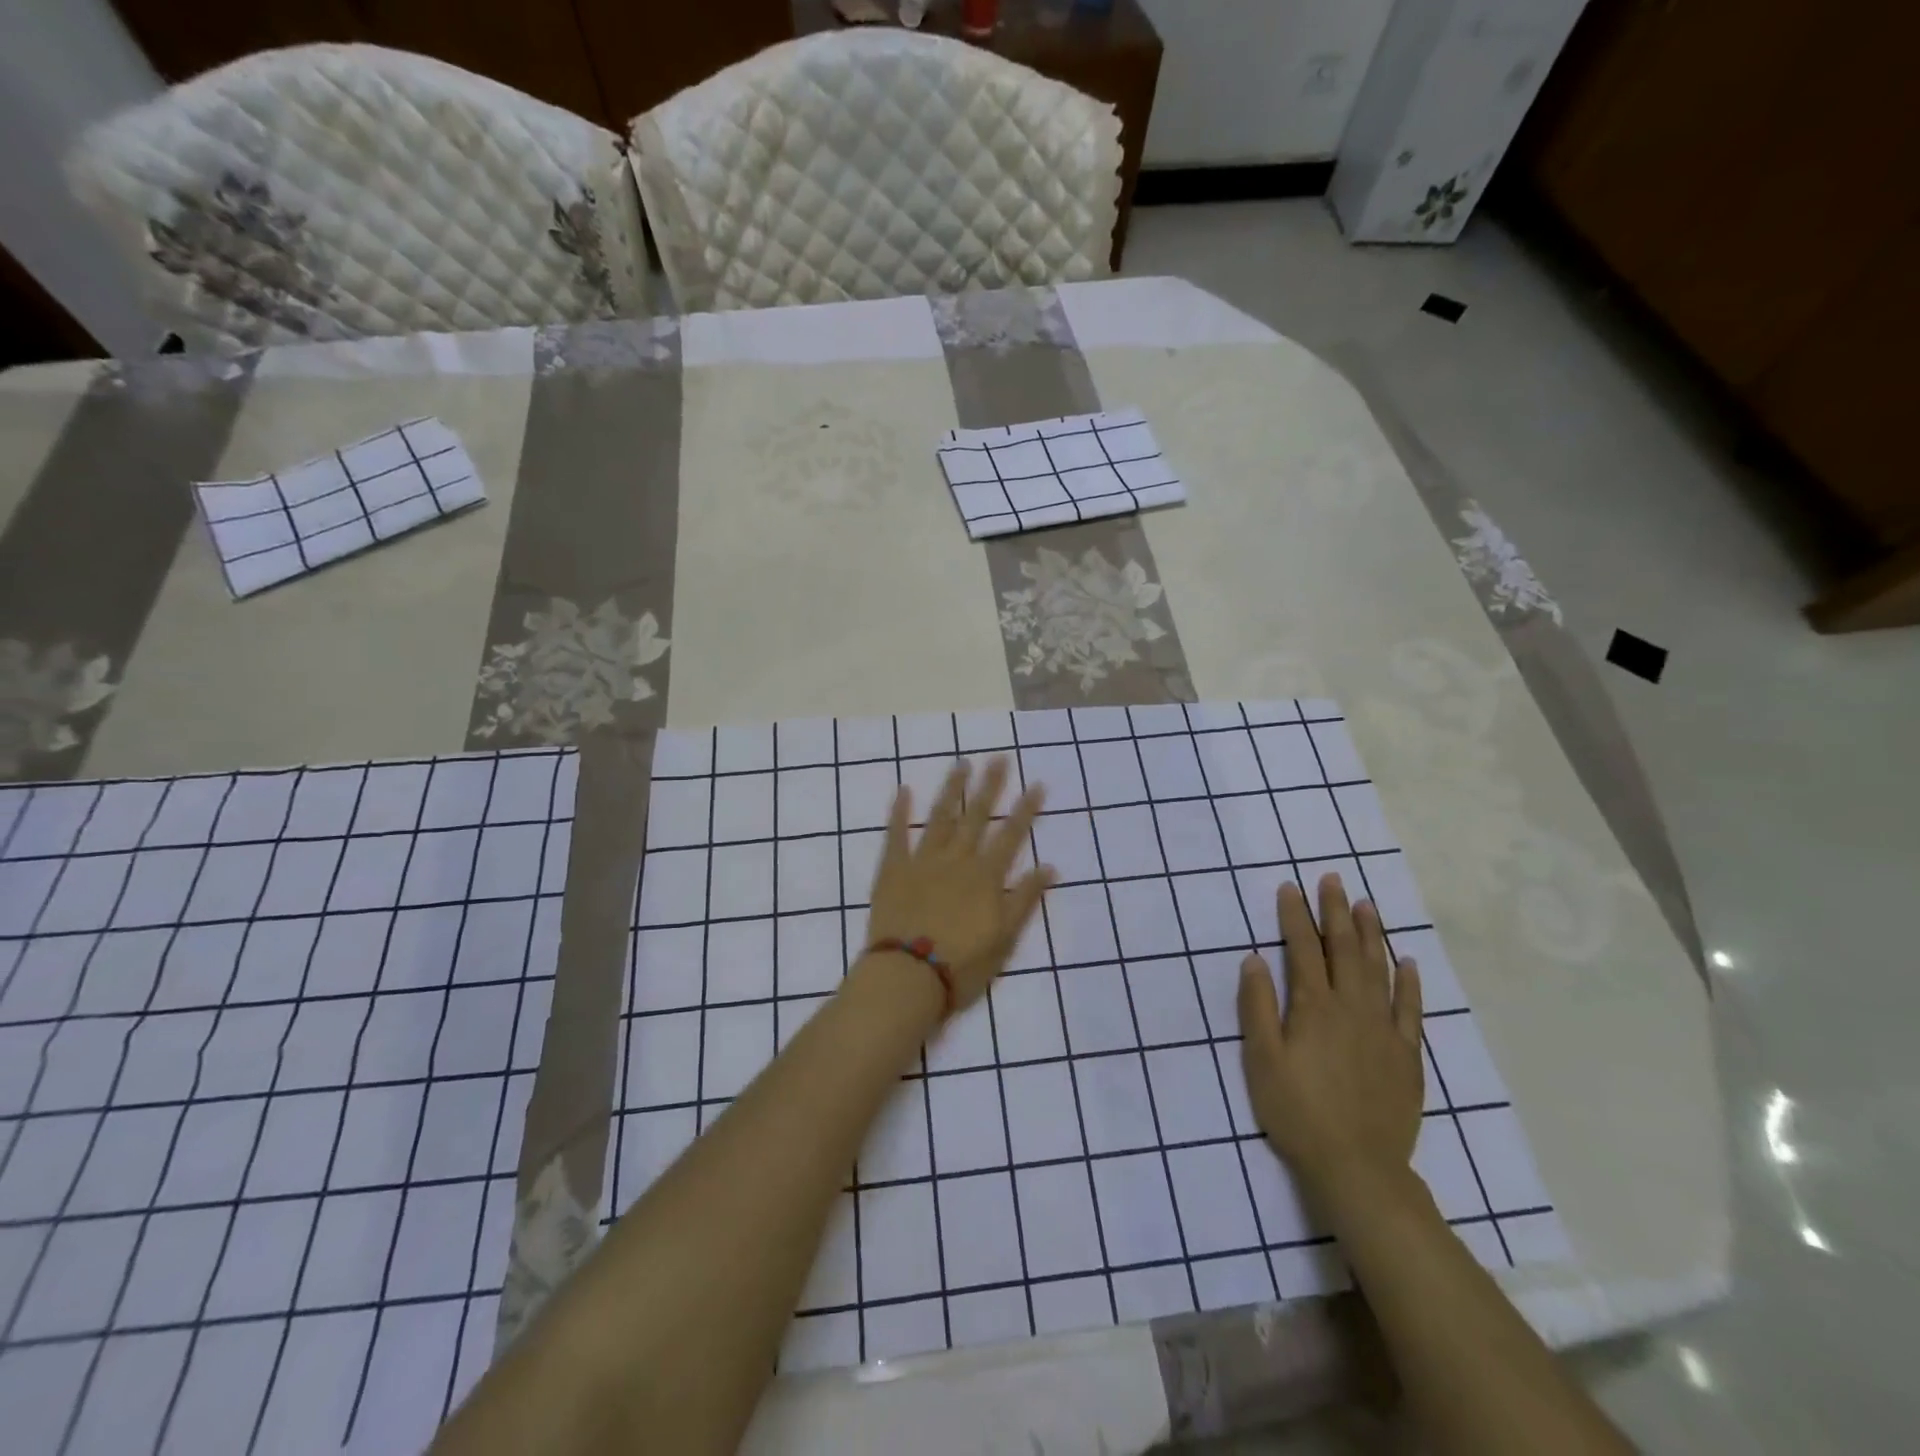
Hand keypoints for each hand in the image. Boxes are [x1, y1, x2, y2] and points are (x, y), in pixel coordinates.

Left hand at [863, 757, 1053, 1010]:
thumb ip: (1025, 900)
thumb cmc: (962, 965)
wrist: (907, 978)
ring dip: (952, 789)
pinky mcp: (893, 869)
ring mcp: (923, 861)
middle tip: (999, 758)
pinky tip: (904, 790)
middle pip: (977, 817)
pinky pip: (896, 834)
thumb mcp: (1005, 938)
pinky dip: (899, 812)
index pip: (1011, 836)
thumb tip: (1049, 867)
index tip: (1036, 784)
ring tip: (961, 764)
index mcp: (985, 877)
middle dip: (990, 786)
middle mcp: (957, 860)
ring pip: (940, 817)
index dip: (1025, 810)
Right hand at [1238, 875, 1423, 1218]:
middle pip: (1344, 949)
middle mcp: (1352, 1008)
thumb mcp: (1261, 1059)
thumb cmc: (1297, 1111)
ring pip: (1379, 969)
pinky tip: (1407, 961)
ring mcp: (1384, 1030)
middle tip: (1332, 879)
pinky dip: (1409, 982)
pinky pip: (1411, 1009)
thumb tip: (1255, 959)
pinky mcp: (1407, 1055)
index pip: (1302, 949)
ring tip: (1366, 904)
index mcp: (1314, 1007)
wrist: (1357, 1167)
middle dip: (1335, 911)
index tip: (1290, 887)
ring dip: (1371, 934)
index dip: (1295, 916)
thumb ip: (1257, 1006)